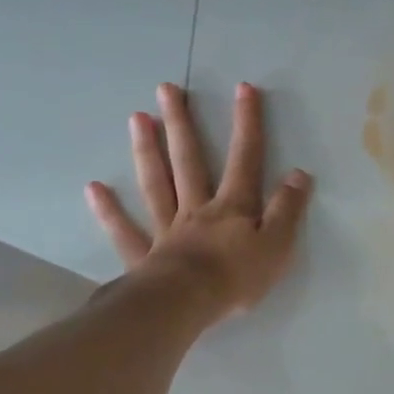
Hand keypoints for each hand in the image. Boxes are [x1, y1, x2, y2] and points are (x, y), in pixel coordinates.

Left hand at [86, 82, 312, 321]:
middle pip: (188, 161)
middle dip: (181, 124)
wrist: (186, 305)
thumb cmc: (236, 278)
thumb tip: (299, 174)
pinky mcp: (143, 257)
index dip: (247, 124)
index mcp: (232, 207)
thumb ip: (288, 209)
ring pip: (156, 184)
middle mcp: (196, 209)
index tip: (244, 89)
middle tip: (166, 89)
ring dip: (146, 151)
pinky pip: (125, 230)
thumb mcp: (277, 245)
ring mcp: (166, 230)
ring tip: (136, 118)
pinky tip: (94, 189)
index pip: (245, 159)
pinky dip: (109, 211)